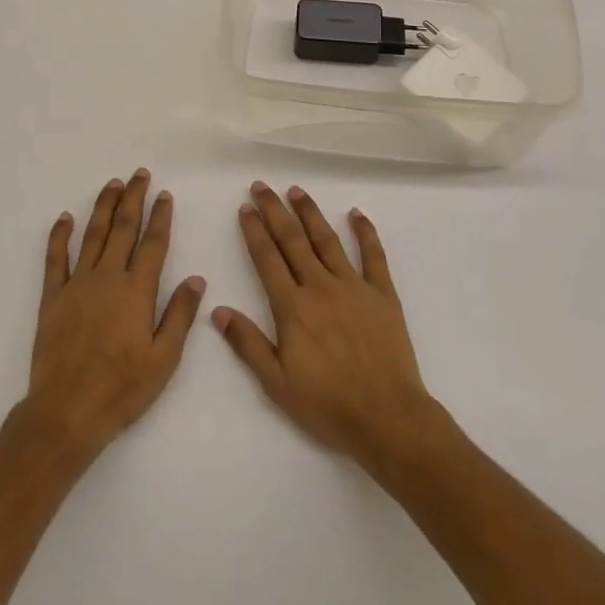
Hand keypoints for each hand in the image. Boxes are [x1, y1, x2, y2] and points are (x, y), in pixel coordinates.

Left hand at [22, 169, 205, 460]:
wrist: (68, 411)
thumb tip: (198, 278)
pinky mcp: (52, 296)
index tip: (165, 195)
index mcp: (137, 291)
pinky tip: (64, 218)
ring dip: (103, 206)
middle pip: (123, 228)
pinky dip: (59, 235)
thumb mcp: (164, 359)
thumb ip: (180, 315)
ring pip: (92, 235)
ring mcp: (77, 284)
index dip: (160, 217)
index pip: (153, 244)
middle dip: (133, 198)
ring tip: (112, 184)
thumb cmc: (122, 389)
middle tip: (140, 174)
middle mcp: (108, 277)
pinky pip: (55, 258)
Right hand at [213, 183, 439, 467]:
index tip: (245, 208)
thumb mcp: (276, 382)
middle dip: (275, 211)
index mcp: (293, 307)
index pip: (267, 259)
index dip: (254, 231)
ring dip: (310, 213)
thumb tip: (217, 310)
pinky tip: (356, 213)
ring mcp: (353, 286)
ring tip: (296, 190)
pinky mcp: (382, 294)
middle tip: (262, 186)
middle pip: (293, 240)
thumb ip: (247, 343)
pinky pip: (374, 255)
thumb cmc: (328, 404)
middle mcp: (320, 287)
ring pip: (327, 240)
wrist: (387, 417)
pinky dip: (365, 232)